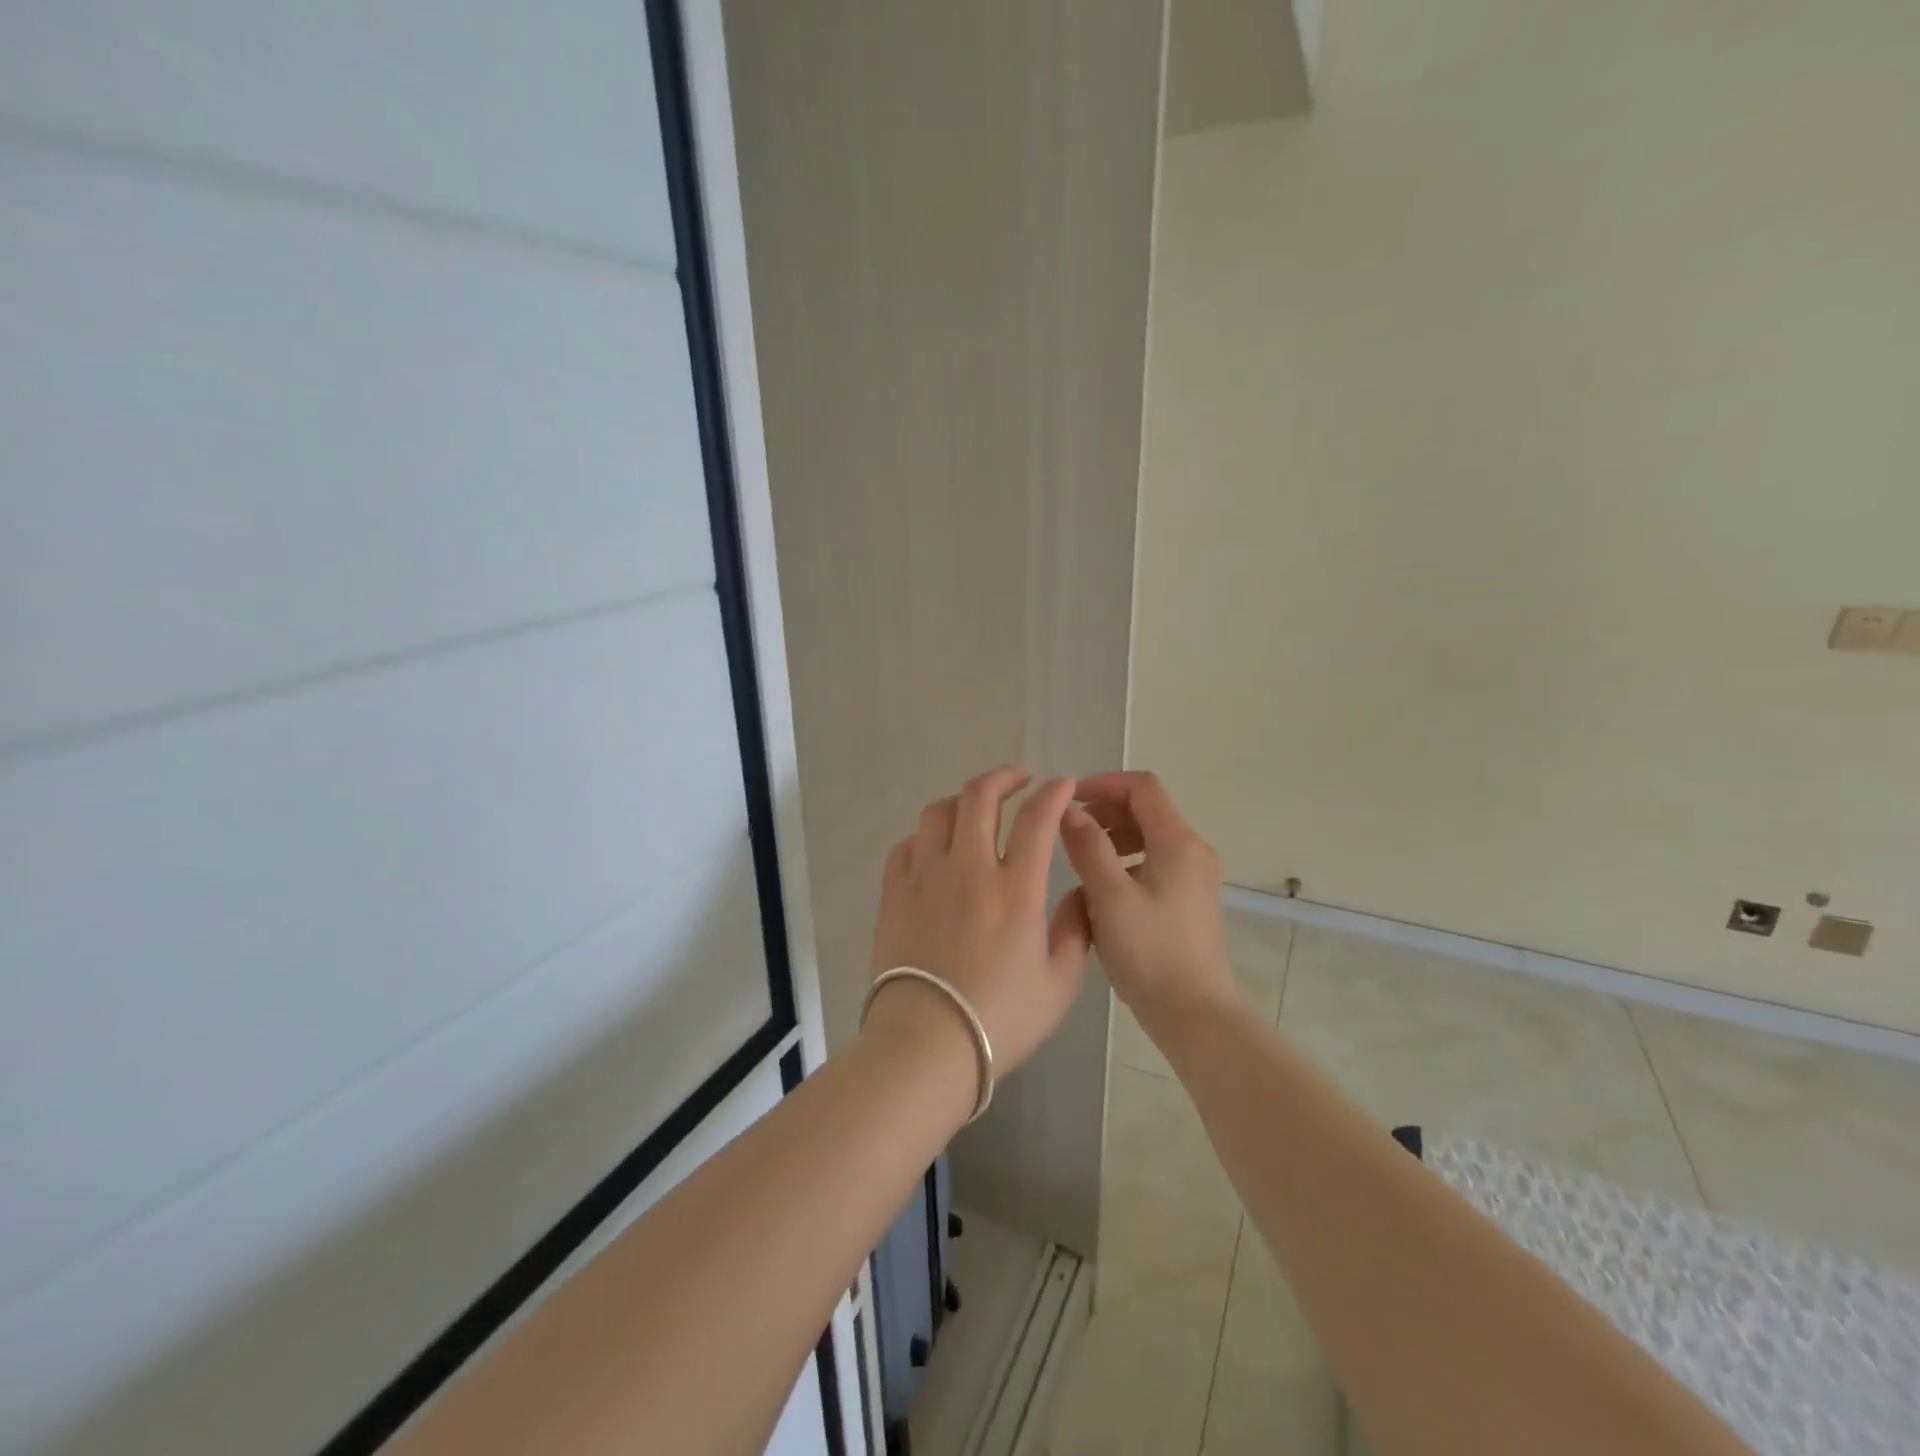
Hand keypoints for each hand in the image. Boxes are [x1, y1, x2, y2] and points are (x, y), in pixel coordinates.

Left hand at [866, 769, 1091, 1077]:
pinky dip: (927, 836)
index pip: (1037, 819)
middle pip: (980, 797)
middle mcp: (969, 868)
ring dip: (963, 800)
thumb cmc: (1000, 1019)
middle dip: (1004, 778)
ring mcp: (926, 876)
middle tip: (1020, 780)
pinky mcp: (895, 892)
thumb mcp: (1059, 984)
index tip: (1063, 784)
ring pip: (939, 812)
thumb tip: (1078, 895)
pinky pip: (908, 845)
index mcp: (1015, 889)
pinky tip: (937, 849)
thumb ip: (1075, 931)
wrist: (927, 1043)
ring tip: (977, 809)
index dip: (1054, 792)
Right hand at [1058, 771, 1234, 1022]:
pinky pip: (1155, 863)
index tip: (1068, 800)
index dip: (1103, 784)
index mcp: (1179, 843)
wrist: (1195, 1015)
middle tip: (1069, 830)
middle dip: (1105, 811)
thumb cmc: (1150, 953)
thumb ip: (1088, 847)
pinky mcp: (1190, 900)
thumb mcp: (1110, 897)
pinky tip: (1102, 891)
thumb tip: (1071, 811)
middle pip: (1147, 809)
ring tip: (1081, 860)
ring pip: (1150, 837)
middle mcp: (1193, 852)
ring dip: (1113, 837)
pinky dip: (1126, 862)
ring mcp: (1195, 877)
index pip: (1142, 787)